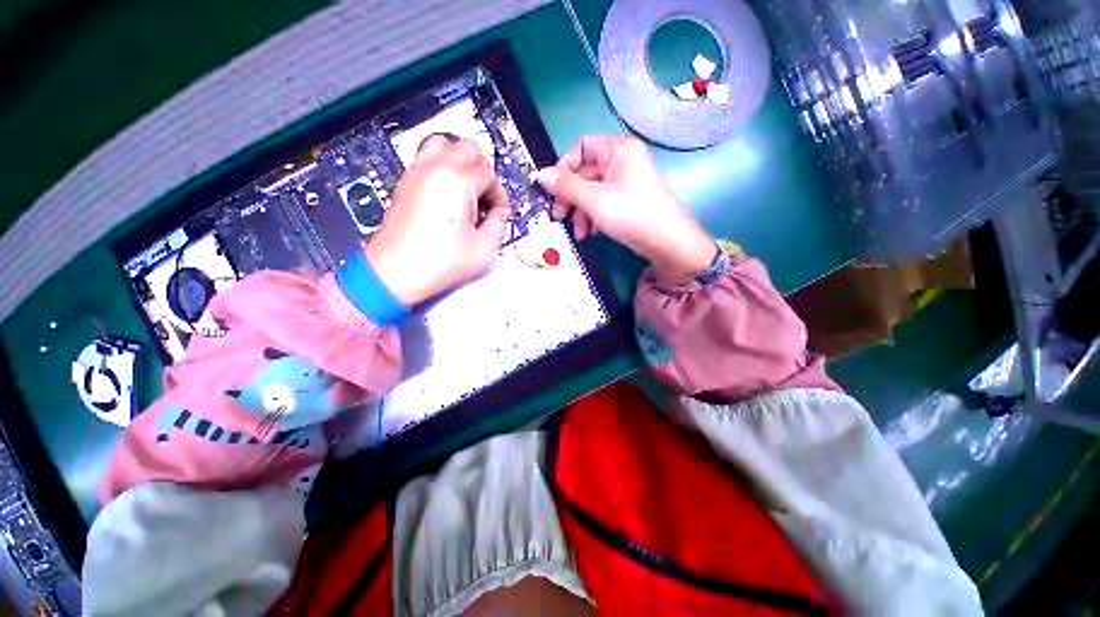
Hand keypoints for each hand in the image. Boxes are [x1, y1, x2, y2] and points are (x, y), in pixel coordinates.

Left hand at [365, 136, 509, 304]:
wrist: (396, 273)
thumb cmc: (440, 263)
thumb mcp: (484, 249)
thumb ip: (499, 223)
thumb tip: (499, 212)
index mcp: (456, 181)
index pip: (489, 175)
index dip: (499, 195)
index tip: (499, 213)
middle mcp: (435, 168)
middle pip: (468, 148)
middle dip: (484, 170)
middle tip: (487, 196)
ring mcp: (416, 172)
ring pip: (444, 144)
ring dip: (461, 161)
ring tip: (467, 188)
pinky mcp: (405, 182)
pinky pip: (426, 157)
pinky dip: (442, 166)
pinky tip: (448, 193)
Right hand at [535, 135, 716, 280]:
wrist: (667, 243)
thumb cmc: (631, 214)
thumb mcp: (594, 200)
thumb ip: (566, 186)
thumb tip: (540, 174)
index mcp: (618, 150)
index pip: (581, 147)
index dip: (564, 167)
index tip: (553, 190)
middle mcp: (623, 161)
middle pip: (585, 173)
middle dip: (571, 197)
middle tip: (560, 217)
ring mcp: (627, 182)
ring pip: (593, 192)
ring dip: (581, 212)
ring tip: (580, 233)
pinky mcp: (629, 201)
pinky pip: (604, 203)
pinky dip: (594, 217)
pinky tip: (592, 233)